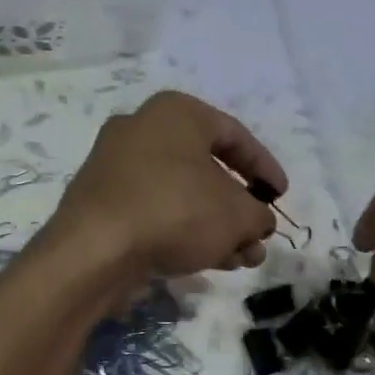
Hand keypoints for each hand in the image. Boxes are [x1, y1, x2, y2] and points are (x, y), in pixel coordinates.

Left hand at [49, 91, 283, 280]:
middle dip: (237, 209)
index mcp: (175, 113)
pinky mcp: (99, 203)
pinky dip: (181, 232)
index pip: (234, 135)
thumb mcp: (237, 215)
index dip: (265, 169)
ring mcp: (114, 167)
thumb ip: (258, 215)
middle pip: (205, 170)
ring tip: (239, 260)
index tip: (280, 197)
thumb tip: (258, 223)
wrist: (95, 249)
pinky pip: (152, 211)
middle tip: (257, 237)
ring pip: (179, 195)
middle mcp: (140, 130)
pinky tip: (204, 261)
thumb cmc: (175, 211)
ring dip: (213, 227)